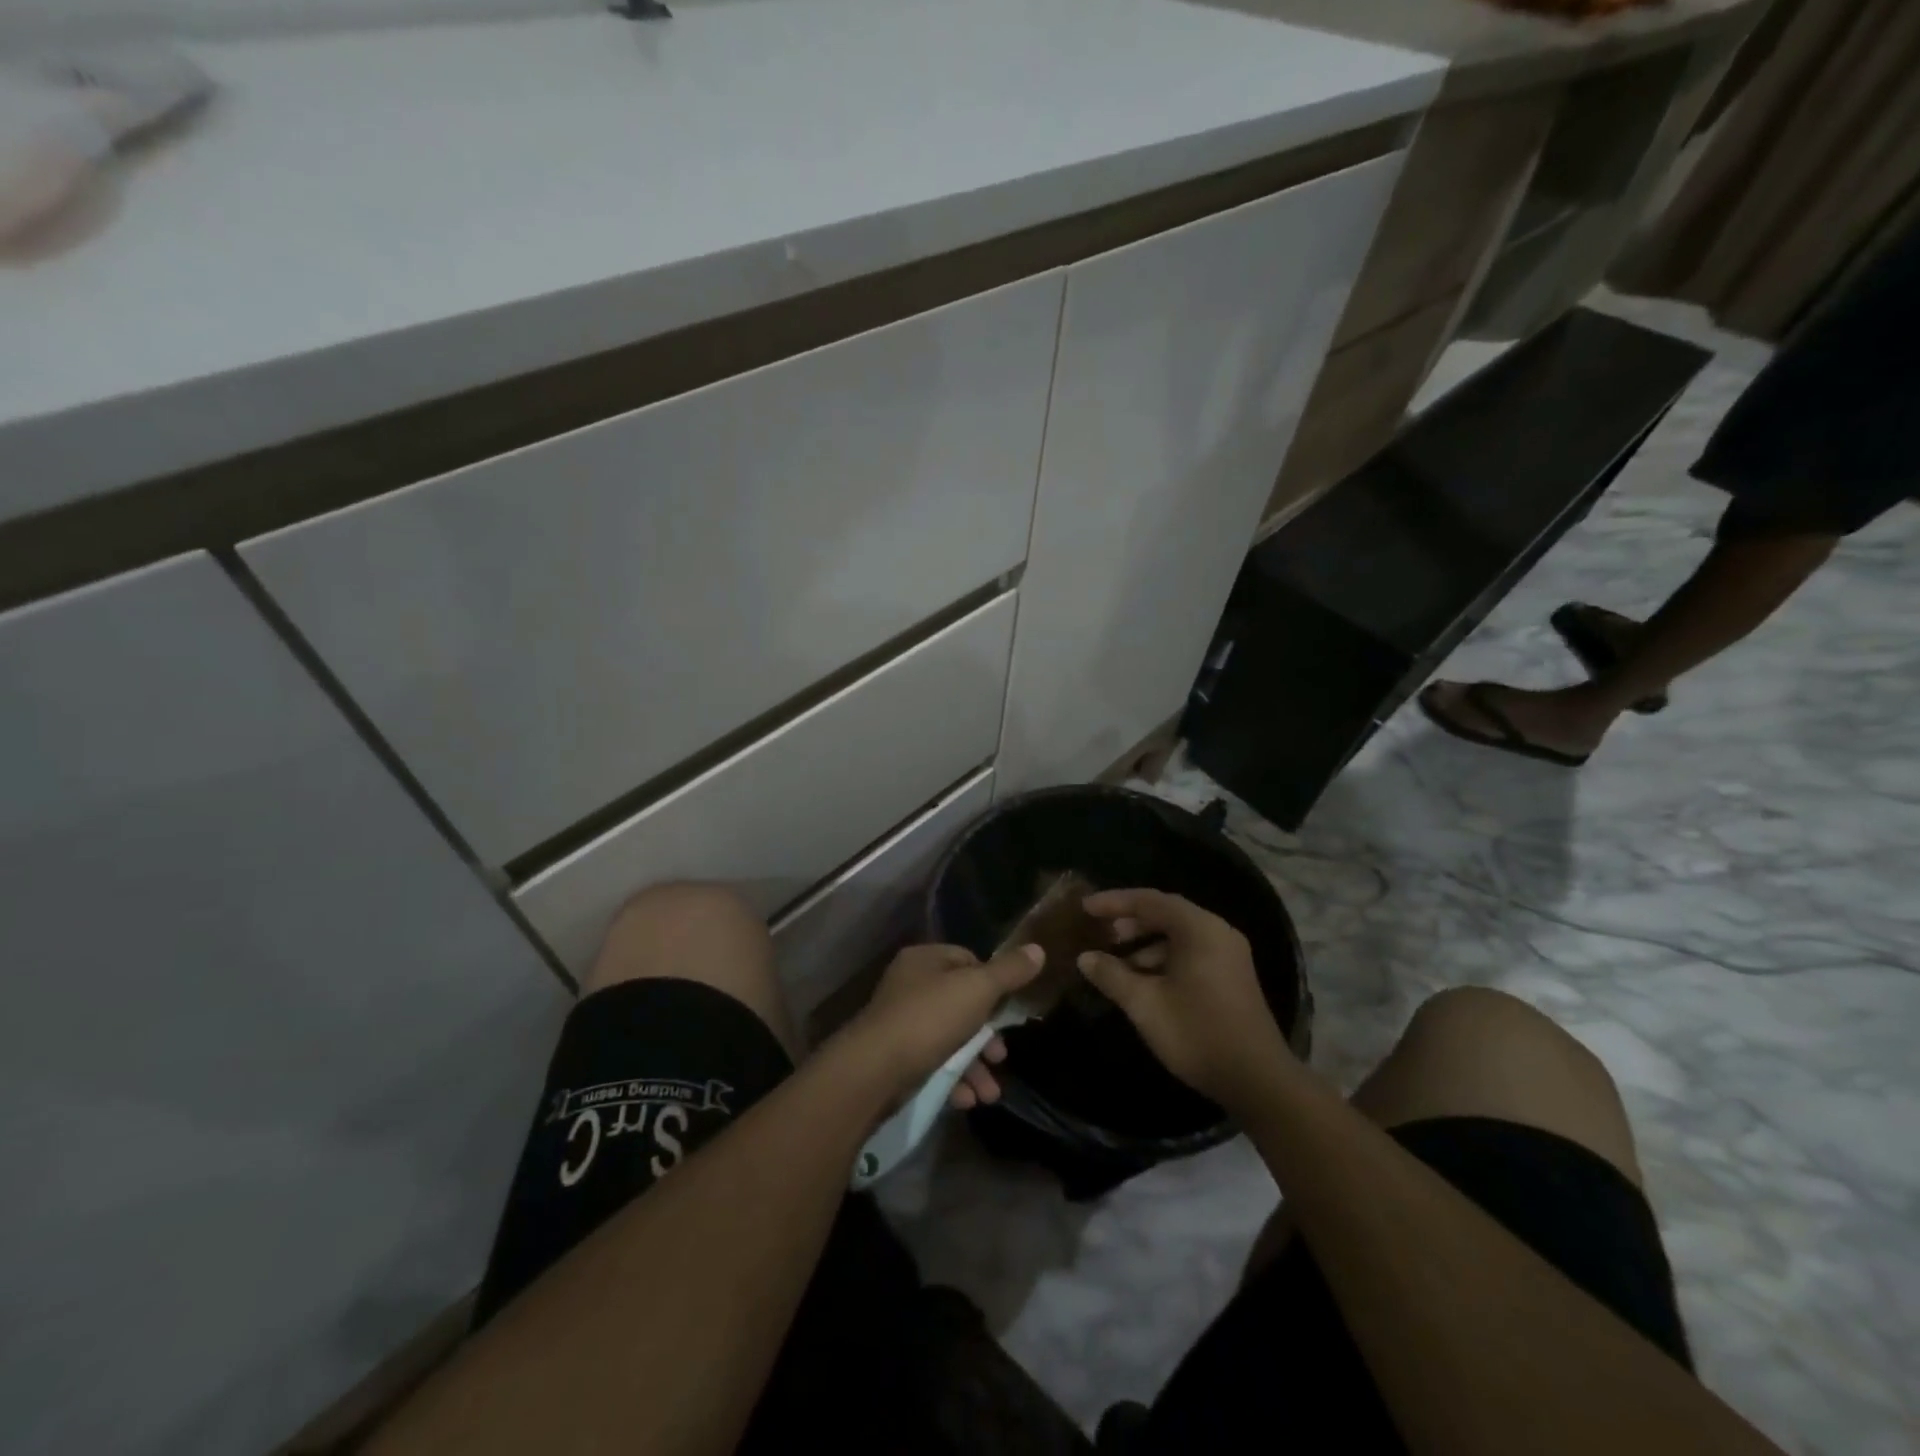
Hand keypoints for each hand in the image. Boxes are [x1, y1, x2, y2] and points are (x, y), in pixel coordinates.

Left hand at [841, 942, 1044, 1108]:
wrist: (874, 1071)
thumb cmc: (930, 1018)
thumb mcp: (977, 989)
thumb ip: (1009, 972)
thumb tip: (1038, 949)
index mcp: (925, 960)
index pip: (968, 960)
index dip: (992, 984)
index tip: (1008, 1011)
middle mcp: (910, 986)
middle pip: (962, 1004)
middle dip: (987, 1037)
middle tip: (1001, 1057)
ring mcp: (901, 1023)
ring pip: (950, 1039)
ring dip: (975, 1066)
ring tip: (990, 1093)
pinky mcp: (897, 1058)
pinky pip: (933, 1064)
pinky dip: (953, 1080)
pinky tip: (967, 1100)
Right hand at [1077, 888, 1292, 1110]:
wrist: (1258, 1080)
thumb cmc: (1197, 1033)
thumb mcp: (1145, 1004)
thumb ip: (1112, 975)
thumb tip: (1085, 958)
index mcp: (1199, 929)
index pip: (1149, 900)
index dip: (1114, 902)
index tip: (1084, 908)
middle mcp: (1217, 932)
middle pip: (1166, 913)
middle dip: (1130, 922)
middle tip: (1100, 933)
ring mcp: (1228, 954)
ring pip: (1178, 935)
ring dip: (1145, 943)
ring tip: (1116, 962)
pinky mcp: (1231, 975)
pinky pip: (1190, 952)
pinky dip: (1163, 958)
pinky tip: (1143, 981)